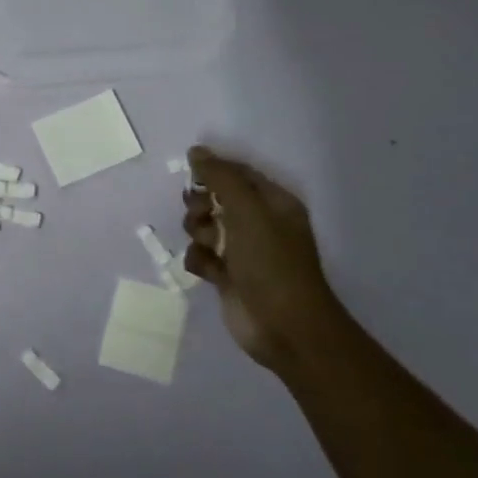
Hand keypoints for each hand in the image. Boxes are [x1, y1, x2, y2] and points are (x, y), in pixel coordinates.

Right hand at [182, 146, 339, 369]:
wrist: (284, 326)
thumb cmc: (271, 262)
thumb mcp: (248, 210)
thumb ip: (221, 177)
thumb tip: (196, 151)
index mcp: (272, 202)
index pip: (236, 173)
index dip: (213, 171)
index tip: (194, 177)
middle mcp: (257, 222)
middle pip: (214, 198)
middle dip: (201, 205)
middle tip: (204, 215)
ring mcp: (241, 250)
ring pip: (202, 227)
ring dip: (199, 234)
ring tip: (211, 248)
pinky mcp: (226, 276)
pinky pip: (200, 255)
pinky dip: (200, 261)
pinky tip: (210, 272)